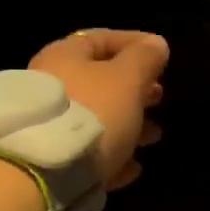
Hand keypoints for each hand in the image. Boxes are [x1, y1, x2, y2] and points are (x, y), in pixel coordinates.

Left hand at [29, 29, 167, 189]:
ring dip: (129, 124)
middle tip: (159, 97)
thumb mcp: (127, 79)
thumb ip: (144, 59)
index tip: (162, 55)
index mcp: (65, 56)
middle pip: (100, 80)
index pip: (102, 38)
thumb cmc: (94, 112)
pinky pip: (88, 151)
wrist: (47, 172)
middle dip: (135, 88)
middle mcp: (52, 84)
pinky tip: (132, 167)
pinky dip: (113, 154)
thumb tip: (156, 44)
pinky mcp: (51, 158)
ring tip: (154, 136)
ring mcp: (49, 124)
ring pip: (97, 118)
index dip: (135, 43)